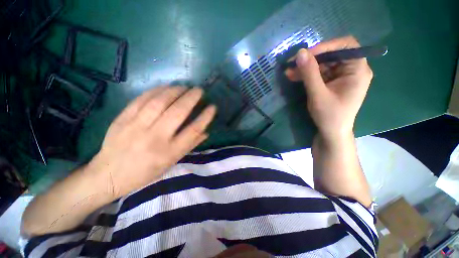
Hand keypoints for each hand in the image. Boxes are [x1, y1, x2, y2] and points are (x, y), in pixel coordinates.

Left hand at [89, 86, 215, 198]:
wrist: (109, 175)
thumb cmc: (145, 172)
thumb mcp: (171, 163)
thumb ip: (190, 146)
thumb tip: (206, 132)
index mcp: (169, 152)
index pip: (193, 131)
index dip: (205, 117)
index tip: (212, 107)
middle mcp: (155, 138)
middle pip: (177, 112)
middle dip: (191, 98)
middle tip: (199, 90)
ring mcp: (137, 126)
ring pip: (159, 102)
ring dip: (175, 91)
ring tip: (184, 87)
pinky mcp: (123, 118)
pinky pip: (142, 99)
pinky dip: (156, 90)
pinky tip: (165, 87)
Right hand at [285, 36, 372, 140]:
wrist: (331, 132)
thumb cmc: (330, 116)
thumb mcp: (318, 94)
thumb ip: (310, 73)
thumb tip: (300, 53)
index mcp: (357, 70)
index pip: (346, 45)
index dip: (326, 46)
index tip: (306, 54)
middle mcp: (352, 69)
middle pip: (332, 54)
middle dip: (311, 59)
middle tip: (292, 64)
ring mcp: (341, 76)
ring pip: (323, 64)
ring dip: (306, 67)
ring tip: (289, 72)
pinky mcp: (332, 82)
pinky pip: (319, 73)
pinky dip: (307, 75)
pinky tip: (294, 77)